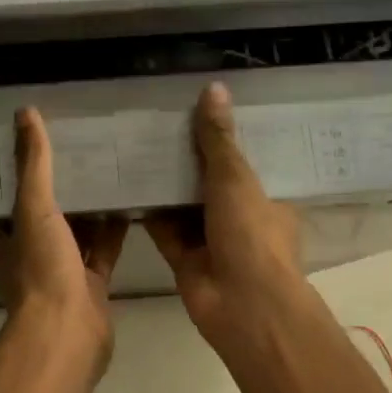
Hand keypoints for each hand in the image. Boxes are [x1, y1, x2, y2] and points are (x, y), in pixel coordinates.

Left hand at [0, 108, 127, 367]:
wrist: (68, 333)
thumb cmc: (42, 270)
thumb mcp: (33, 209)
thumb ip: (33, 164)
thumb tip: (25, 113)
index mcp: (6, 242)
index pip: (16, 200)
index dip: (32, 174)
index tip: (52, 144)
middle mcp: (31, 257)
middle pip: (50, 215)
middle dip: (68, 188)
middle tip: (89, 149)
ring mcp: (62, 273)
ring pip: (79, 233)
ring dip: (93, 208)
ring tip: (113, 168)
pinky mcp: (92, 286)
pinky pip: (104, 251)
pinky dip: (115, 230)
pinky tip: (131, 203)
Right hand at [145, 83, 308, 356]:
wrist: (241, 305)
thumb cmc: (251, 236)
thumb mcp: (236, 179)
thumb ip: (218, 140)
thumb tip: (213, 88)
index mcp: (265, 200)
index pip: (245, 163)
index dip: (224, 139)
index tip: (199, 111)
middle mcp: (239, 219)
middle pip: (210, 183)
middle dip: (188, 160)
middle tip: (158, 123)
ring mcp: (210, 241)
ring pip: (183, 206)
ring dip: (165, 184)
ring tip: (136, 146)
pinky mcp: (183, 259)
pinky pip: (163, 229)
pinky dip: (148, 211)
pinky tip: (126, 184)